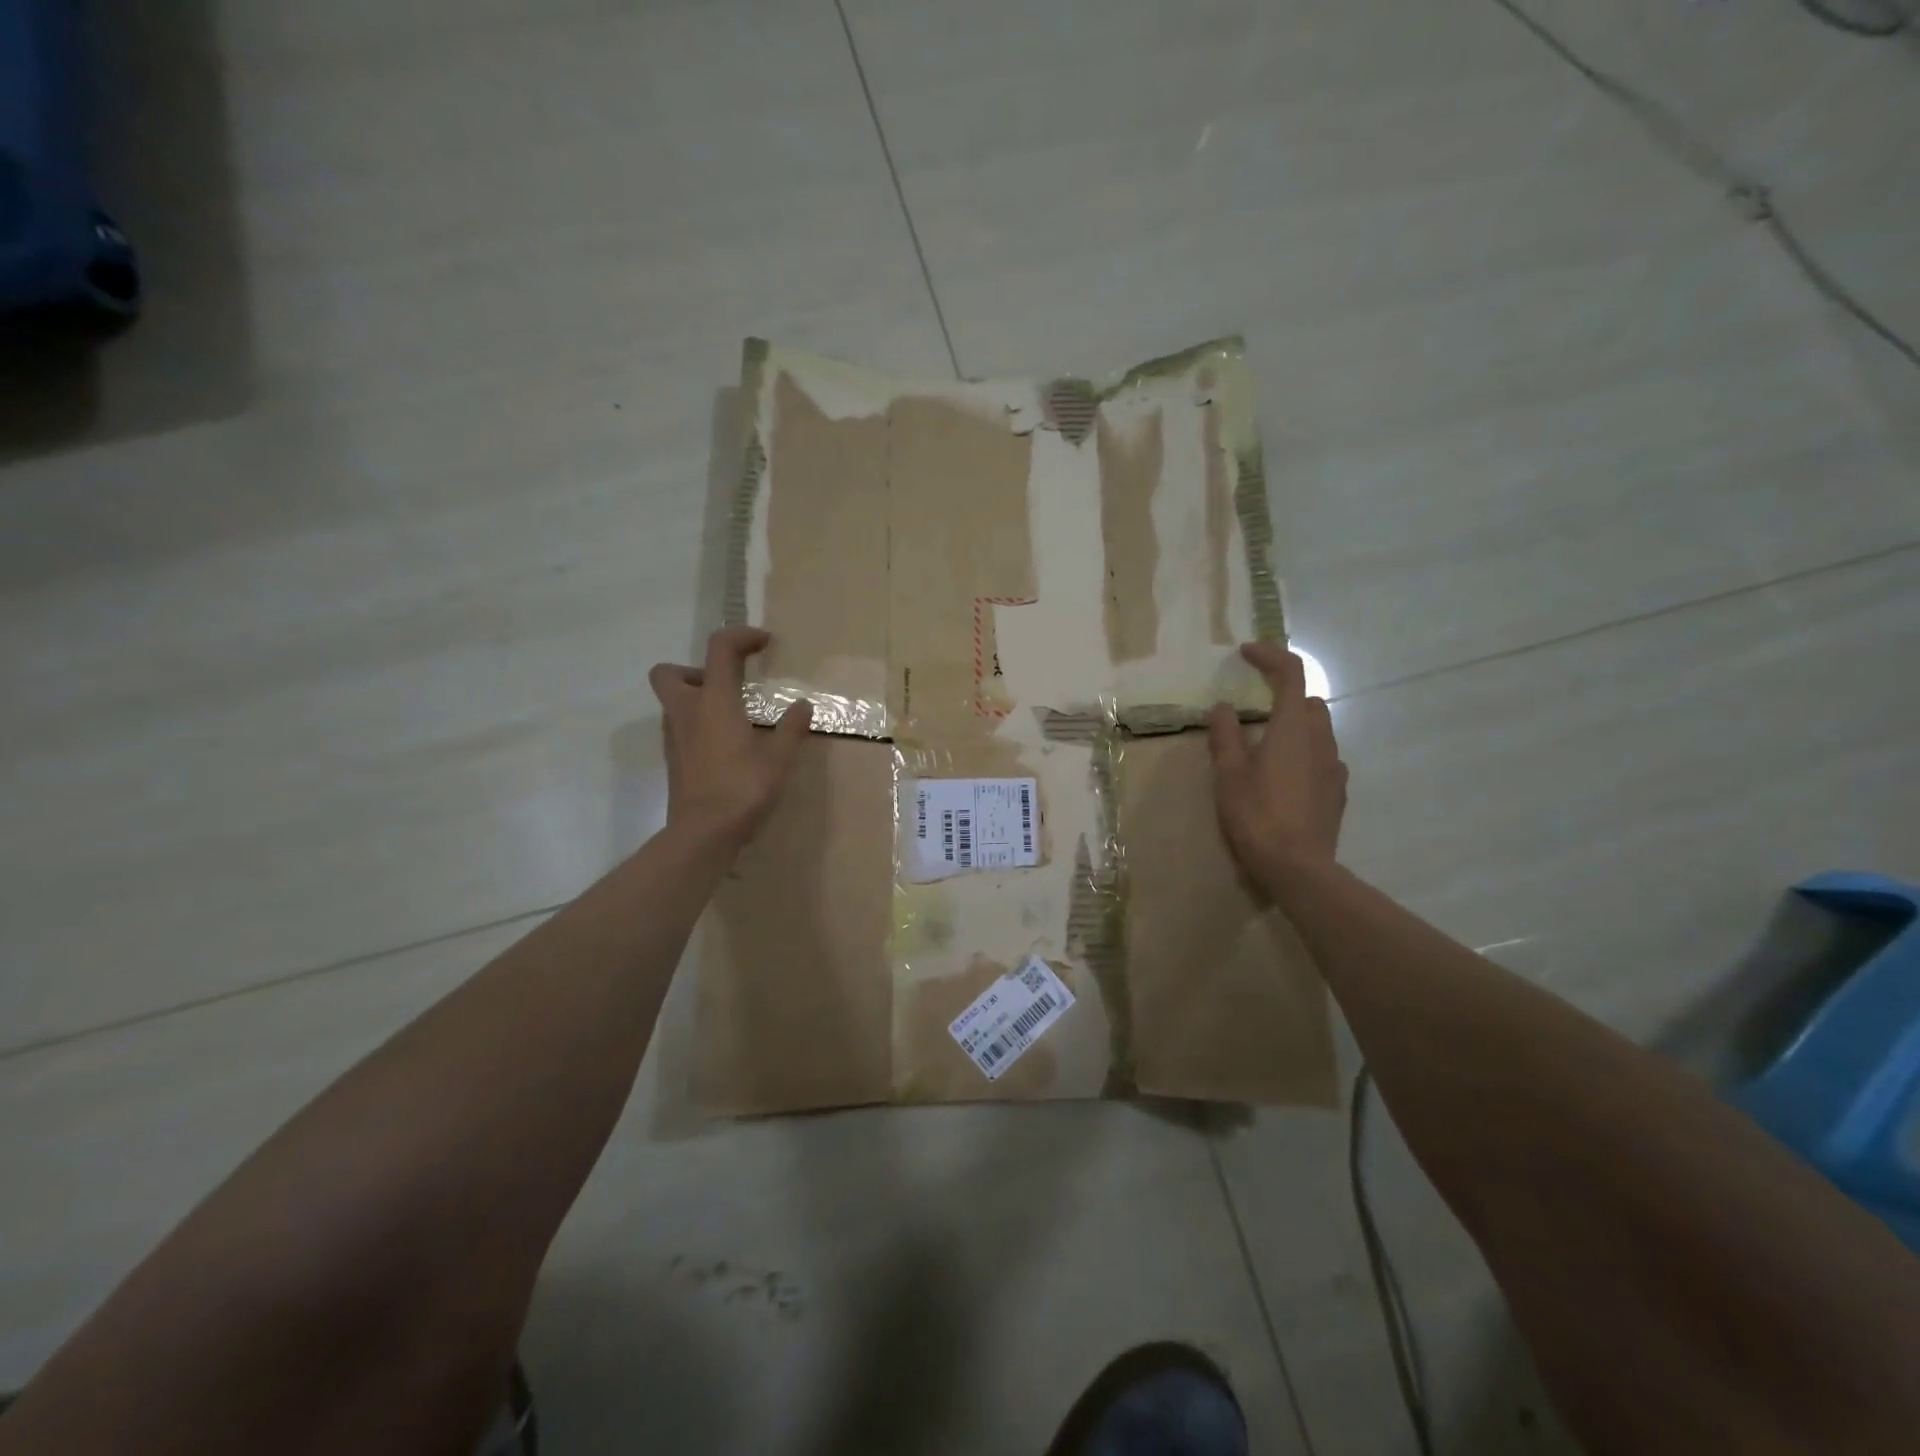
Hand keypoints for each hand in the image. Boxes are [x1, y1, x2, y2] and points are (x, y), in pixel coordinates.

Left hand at [648, 626, 812, 848]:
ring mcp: (675, 737)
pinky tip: (726, 745)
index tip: (764, 642)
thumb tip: (803, 706)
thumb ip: (791, 728)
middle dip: (697, 669)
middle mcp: (687, 712)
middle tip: (728, 685)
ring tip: (734, 717)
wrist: (703, 833)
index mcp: (714, 702)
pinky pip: (681, 726)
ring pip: (673, 701)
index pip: (719, 649)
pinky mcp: (674, 759)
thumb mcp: (779, 758)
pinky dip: (699, 724)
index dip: (741, 636)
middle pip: (670, 672)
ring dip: (698, 697)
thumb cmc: (742, 789)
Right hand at [1207, 642, 1347, 881]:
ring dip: (1294, 726)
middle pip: (1308, 701)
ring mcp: (1334, 766)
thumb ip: (1225, 735)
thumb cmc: (1256, 815)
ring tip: (1265, 748)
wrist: (1298, 867)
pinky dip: (1304, 754)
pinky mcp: (1338, 791)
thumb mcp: (1229, 774)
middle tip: (1253, 711)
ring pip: (1318, 730)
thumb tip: (1223, 708)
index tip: (1246, 653)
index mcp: (1291, 728)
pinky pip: (1322, 758)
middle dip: (1283, 695)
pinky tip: (1284, 778)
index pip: (1290, 673)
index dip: (1269, 655)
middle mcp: (1320, 739)